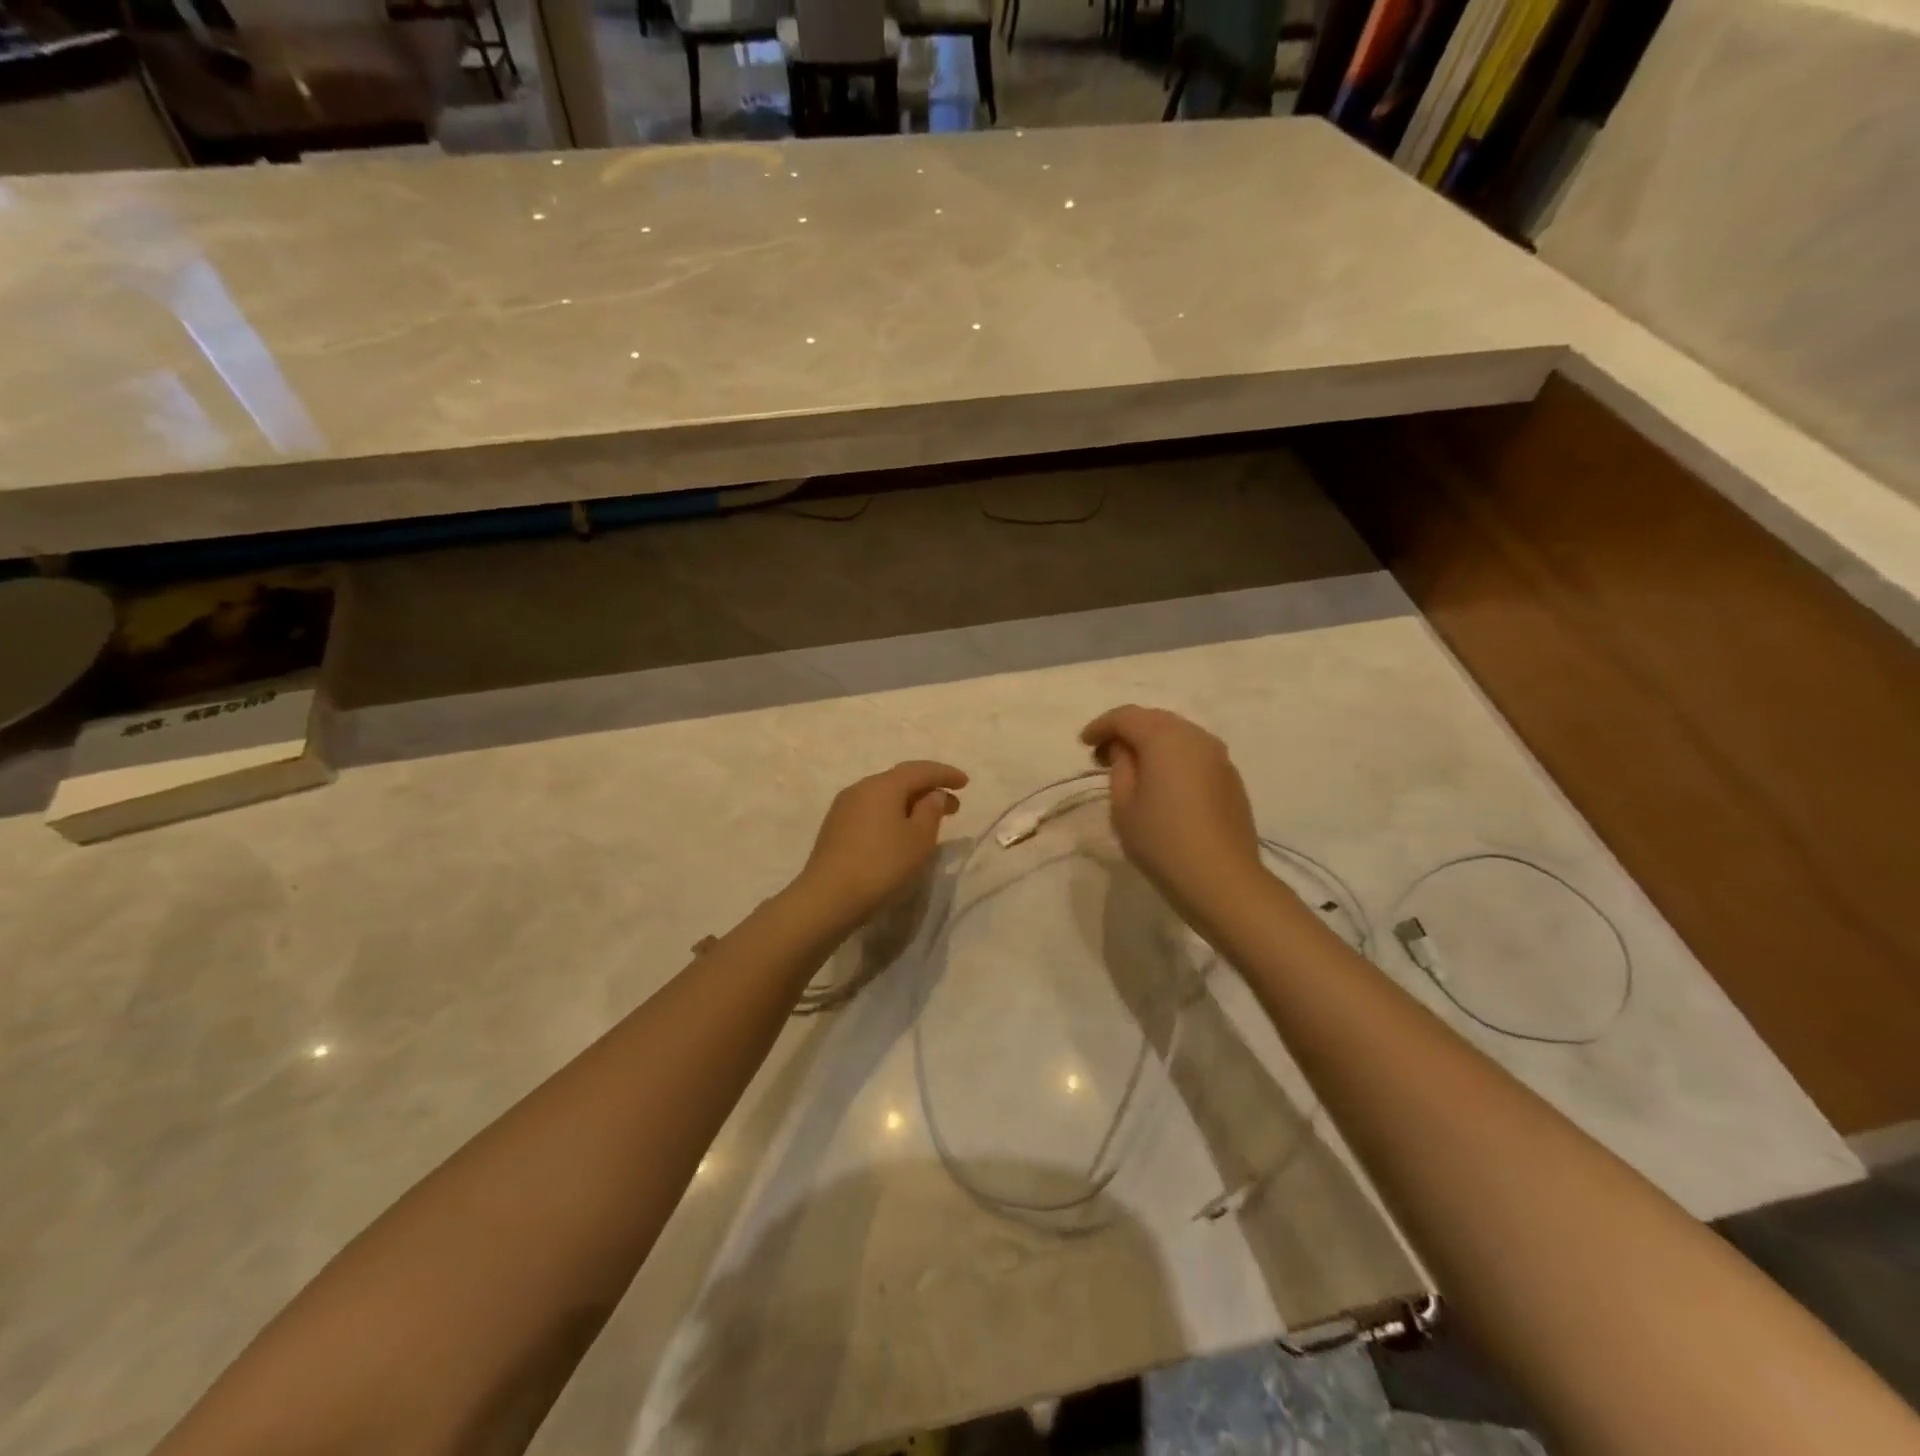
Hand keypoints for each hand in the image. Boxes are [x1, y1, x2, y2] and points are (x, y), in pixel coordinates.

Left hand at [793, 761, 967, 932]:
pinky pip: (872, 810)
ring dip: (910, 803)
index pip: (920, 770)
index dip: (945, 774)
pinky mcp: (835, 826)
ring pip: (885, 795)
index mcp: (883, 785)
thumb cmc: (882, 865)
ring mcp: (844, 807)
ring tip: (929, 820)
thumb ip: (931, 811)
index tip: (966, 782)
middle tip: (953, 805)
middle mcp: (861, 788)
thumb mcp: (918, 839)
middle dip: (929, 789)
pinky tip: (900, 831)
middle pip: (901, 780)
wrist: (828, 897)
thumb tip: (932, 794)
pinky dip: (892, 813)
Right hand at [1080, 706, 1262, 928]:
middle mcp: (1196, 737)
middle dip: (1127, 731)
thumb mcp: (1123, 805)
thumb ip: (1120, 767)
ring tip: (1133, 769)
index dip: (1101, 726)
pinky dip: (1173, 759)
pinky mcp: (1231, 779)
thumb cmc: (1161, 841)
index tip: (1083, 744)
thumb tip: (1126, 751)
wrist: (1222, 880)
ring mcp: (1219, 757)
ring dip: (1152, 744)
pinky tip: (1163, 784)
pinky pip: (1195, 755)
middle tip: (1104, 755)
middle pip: (1155, 720)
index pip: (1126, 717)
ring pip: (1178, 735)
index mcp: (1165, 738)